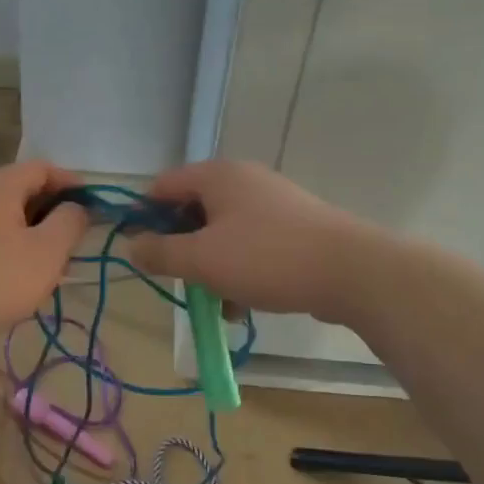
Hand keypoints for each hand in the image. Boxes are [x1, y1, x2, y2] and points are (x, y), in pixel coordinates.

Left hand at [0, 160, 89, 349]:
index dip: (73, 184)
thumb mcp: (47, 252)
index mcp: (1, 186)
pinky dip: (12, 249)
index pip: (44, 168)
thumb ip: (70, 223)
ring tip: (51, 267)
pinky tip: (18, 281)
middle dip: (54, 212)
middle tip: (75, 243)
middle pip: (24, 191)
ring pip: (7, 217)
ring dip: (34, 235)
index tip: (94, 209)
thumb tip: (77, 208)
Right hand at [124, 160, 377, 324]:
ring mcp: (272, 203)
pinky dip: (240, 272)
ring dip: (212, 268)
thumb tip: (132, 246)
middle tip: (179, 281)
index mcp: (217, 176)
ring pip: (223, 234)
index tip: (139, 251)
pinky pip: (251, 246)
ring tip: (216, 305)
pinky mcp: (294, 228)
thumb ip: (161, 252)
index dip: (144, 216)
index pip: (163, 185)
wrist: (351, 271)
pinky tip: (244, 306)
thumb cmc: (266, 258)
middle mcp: (244, 181)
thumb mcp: (202, 259)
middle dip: (182, 249)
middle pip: (193, 211)